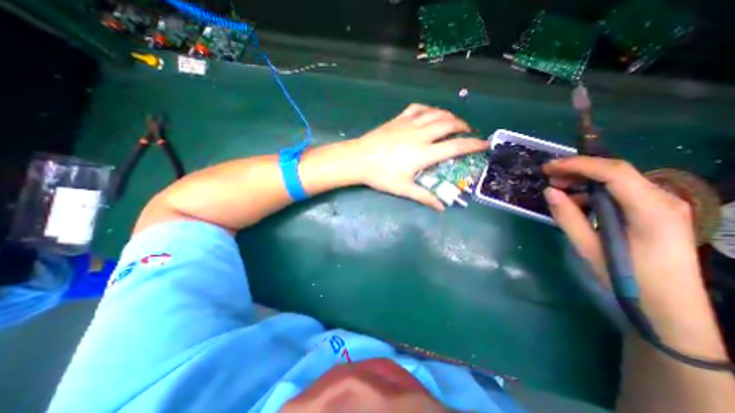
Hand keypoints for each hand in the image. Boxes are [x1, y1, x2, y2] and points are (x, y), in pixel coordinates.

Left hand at [352, 104, 486, 210]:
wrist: (358, 159)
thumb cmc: (380, 175)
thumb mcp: (403, 189)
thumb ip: (424, 197)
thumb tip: (441, 208)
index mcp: (424, 153)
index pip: (455, 147)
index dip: (473, 145)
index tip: (485, 144)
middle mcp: (420, 135)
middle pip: (449, 124)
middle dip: (464, 127)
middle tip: (468, 133)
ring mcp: (409, 124)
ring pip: (436, 113)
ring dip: (449, 116)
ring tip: (454, 122)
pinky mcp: (398, 119)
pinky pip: (418, 108)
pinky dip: (429, 109)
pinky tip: (430, 113)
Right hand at [545, 156, 705, 330]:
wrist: (670, 305)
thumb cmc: (628, 278)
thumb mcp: (589, 247)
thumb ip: (568, 217)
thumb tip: (550, 191)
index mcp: (651, 210)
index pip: (614, 172)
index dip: (578, 164)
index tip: (548, 167)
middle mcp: (663, 200)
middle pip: (617, 172)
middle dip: (579, 170)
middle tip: (549, 178)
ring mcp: (663, 205)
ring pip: (618, 181)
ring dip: (585, 182)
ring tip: (558, 190)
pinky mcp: (655, 212)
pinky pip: (621, 193)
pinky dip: (595, 193)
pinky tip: (577, 204)